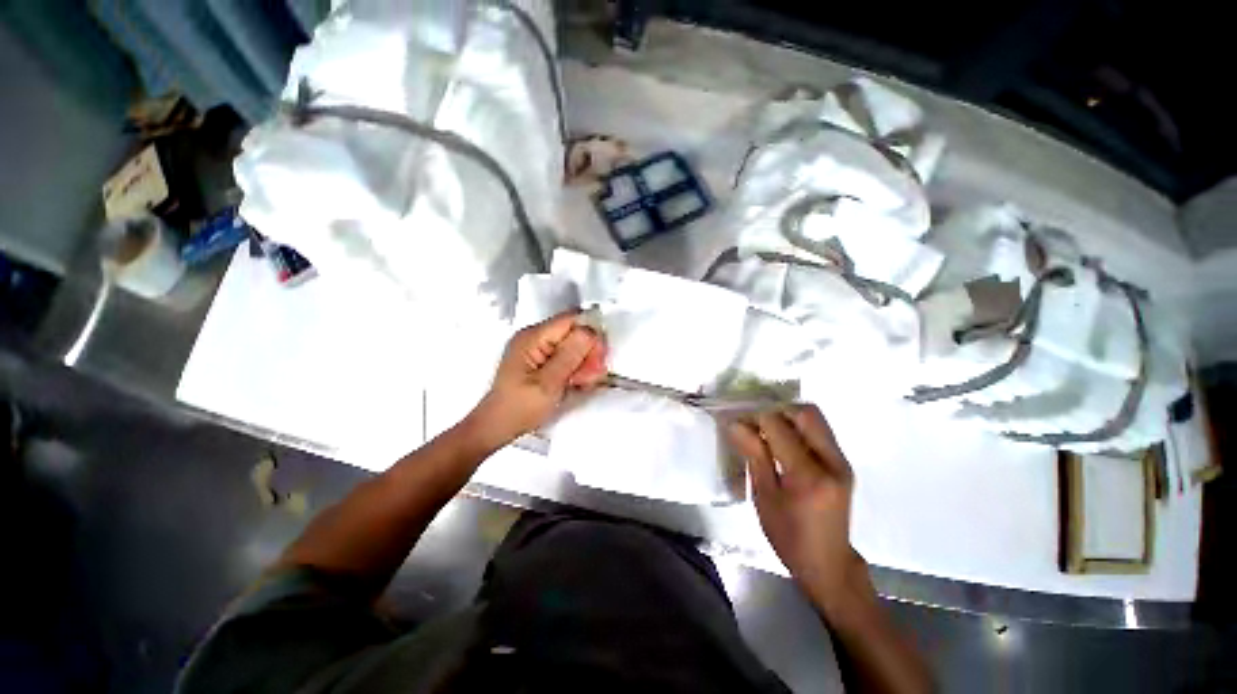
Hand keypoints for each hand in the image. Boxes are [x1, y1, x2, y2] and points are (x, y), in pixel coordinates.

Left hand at [471, 311, 607, 445]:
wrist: (497, 427)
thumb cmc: (519, 408)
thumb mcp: (548, 383)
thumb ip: (570, 355)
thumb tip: (590, 331)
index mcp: (533, 337)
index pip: (571, 320)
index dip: (590, 334)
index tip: (599, 356)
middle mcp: (535, 337)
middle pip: (573, 331)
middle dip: (588, 351)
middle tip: (594, 374)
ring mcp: (537, 348)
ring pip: (572, 345)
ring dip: (584, 362)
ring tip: (585, 382)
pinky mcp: (540, 360)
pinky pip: (565, 356)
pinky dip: (575, 368)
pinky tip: (578, 383)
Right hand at [727, 405, 867, 618]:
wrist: (828, 563)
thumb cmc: (789, 536)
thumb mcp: (764, 497)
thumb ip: (753, 455)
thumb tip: (735, 424)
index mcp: (808, 475)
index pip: (779, 426)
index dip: (755, 418)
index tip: (738, 423)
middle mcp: (832, 462)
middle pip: (806, 413)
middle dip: (776, 410)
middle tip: (756, 424)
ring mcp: (842, 461)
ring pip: (815, 418)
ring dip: (788, 417)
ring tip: (767, 431)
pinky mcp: (843, 463)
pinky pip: (819, 431)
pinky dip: (798, 427)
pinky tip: (783, 442)